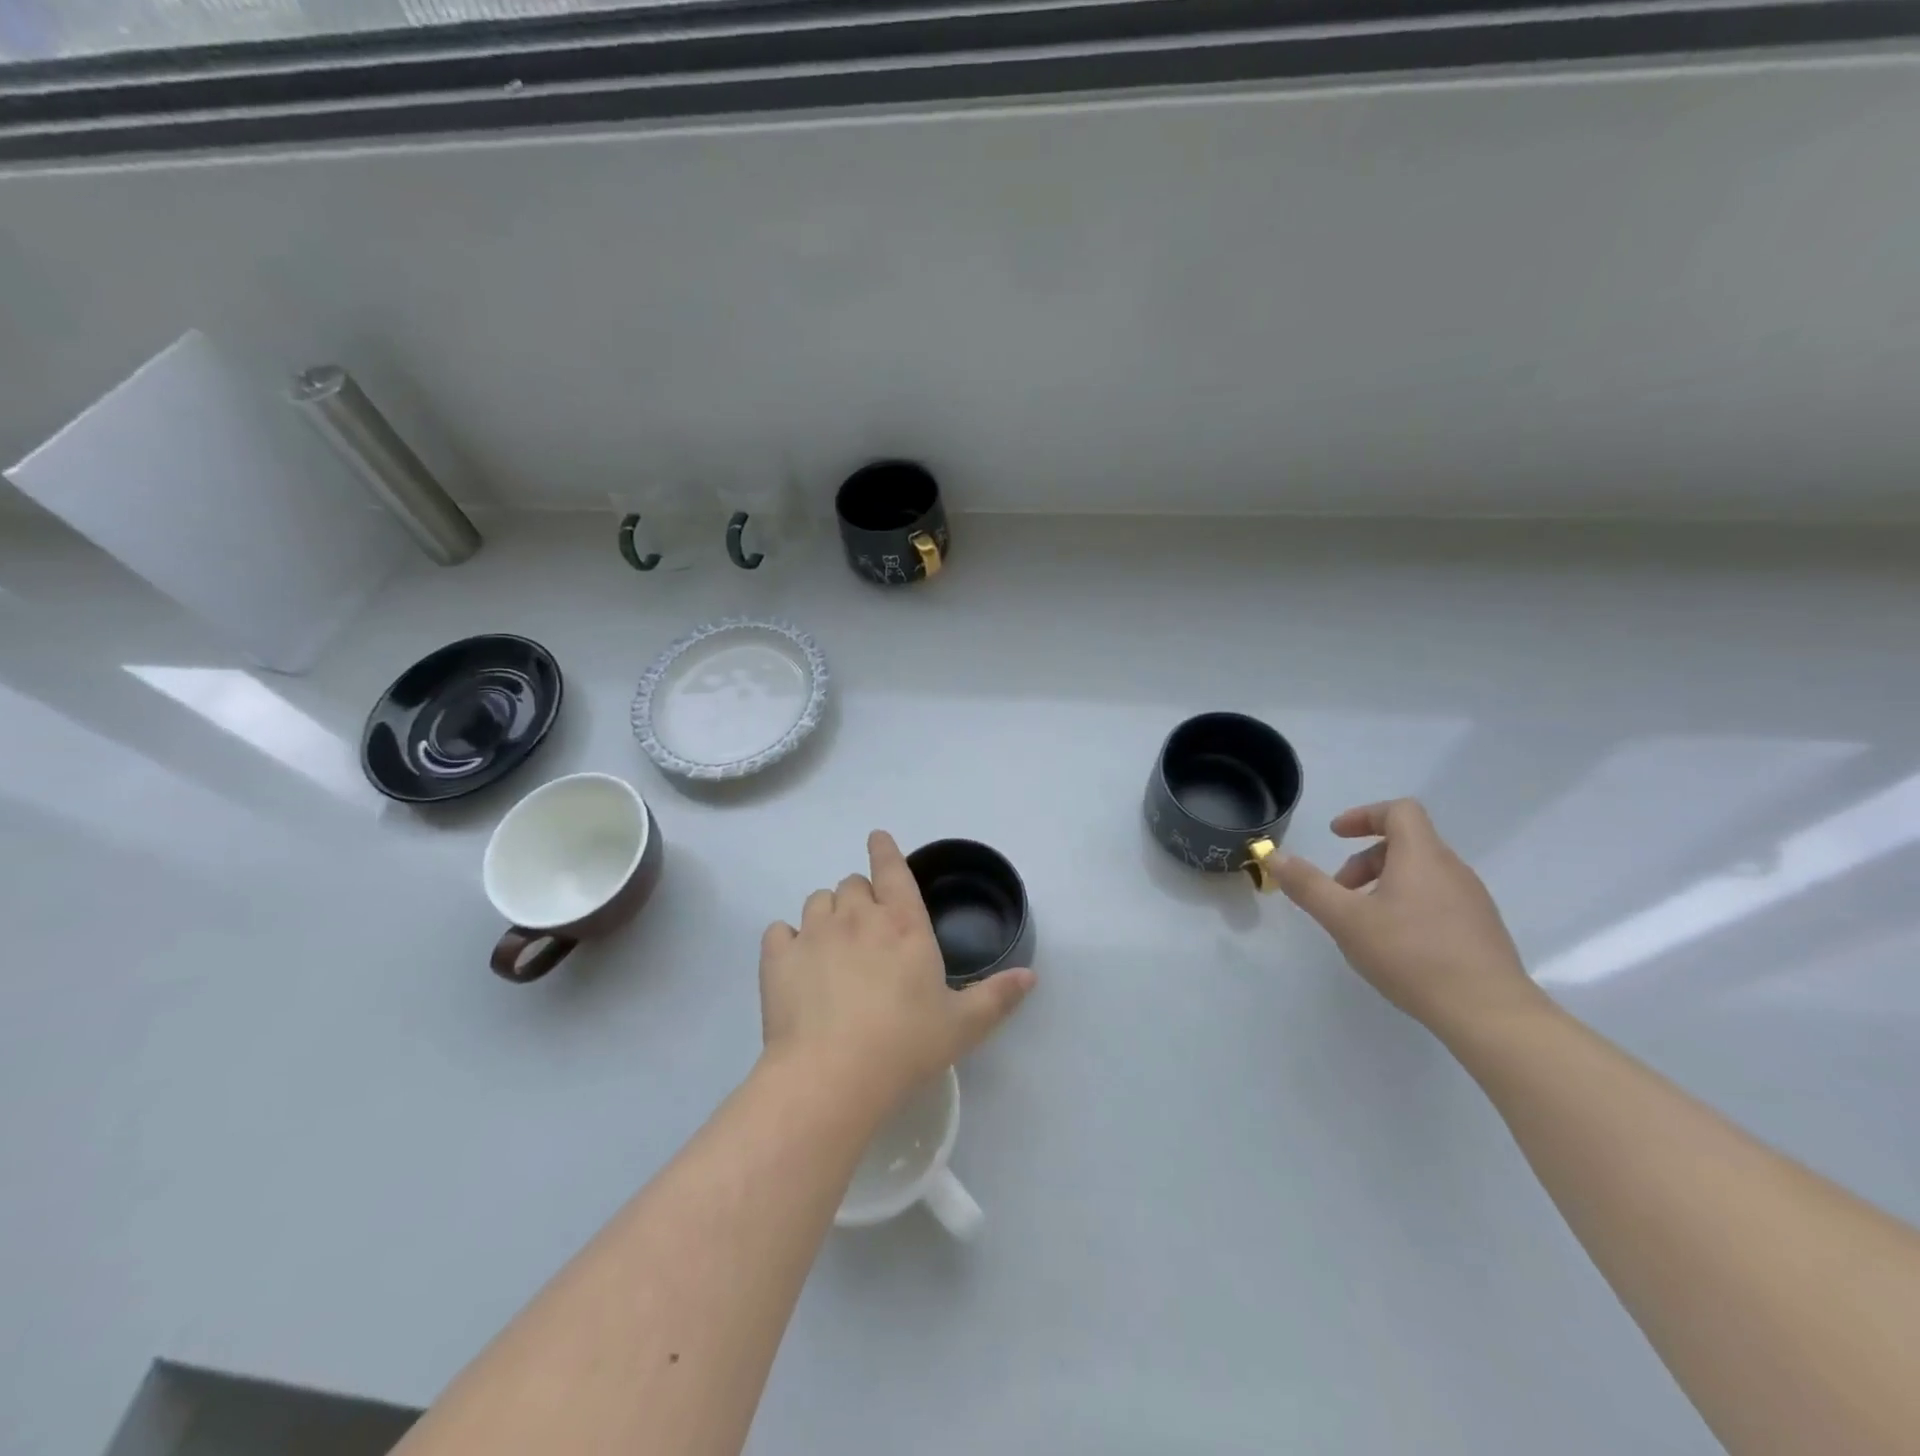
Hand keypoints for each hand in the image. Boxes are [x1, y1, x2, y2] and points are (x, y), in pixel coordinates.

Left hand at [759, 830, 1035, 1114]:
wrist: (831, 1077)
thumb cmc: (905, 1045)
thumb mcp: (962, 1025)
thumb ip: (998, 996)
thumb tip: (1031, 975)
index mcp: (903, 924)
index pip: (892, 869)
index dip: (884, 850)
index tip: (877, 838)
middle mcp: (857, 917)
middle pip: (851, 884)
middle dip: (859, 897)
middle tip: (866, 930)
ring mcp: (813, 933)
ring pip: (816, 900)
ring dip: (827, 914)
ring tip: (832, 945)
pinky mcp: (778, 958)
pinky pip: (779, 931)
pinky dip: (788, 940)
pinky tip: (796, 962)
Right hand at [1267, 798, 1543, 1035]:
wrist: (1490, 1013)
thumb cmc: (1412, 956)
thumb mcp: (1346, 919)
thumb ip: (1308, 885)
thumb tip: (1276, 857)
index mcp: (1422, 856)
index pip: (1399, 811)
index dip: (1363, 816)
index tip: (1336, 836)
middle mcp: (1452, 869)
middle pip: (1406, 843)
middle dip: (1365, 860)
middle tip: (1340, 892)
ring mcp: (1472, 900)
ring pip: (1421, 874)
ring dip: (1385, 884)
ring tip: (1363, 923)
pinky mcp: (1482, 930)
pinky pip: (1438, 900)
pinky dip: (1408, 905)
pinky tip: (1396, 945)